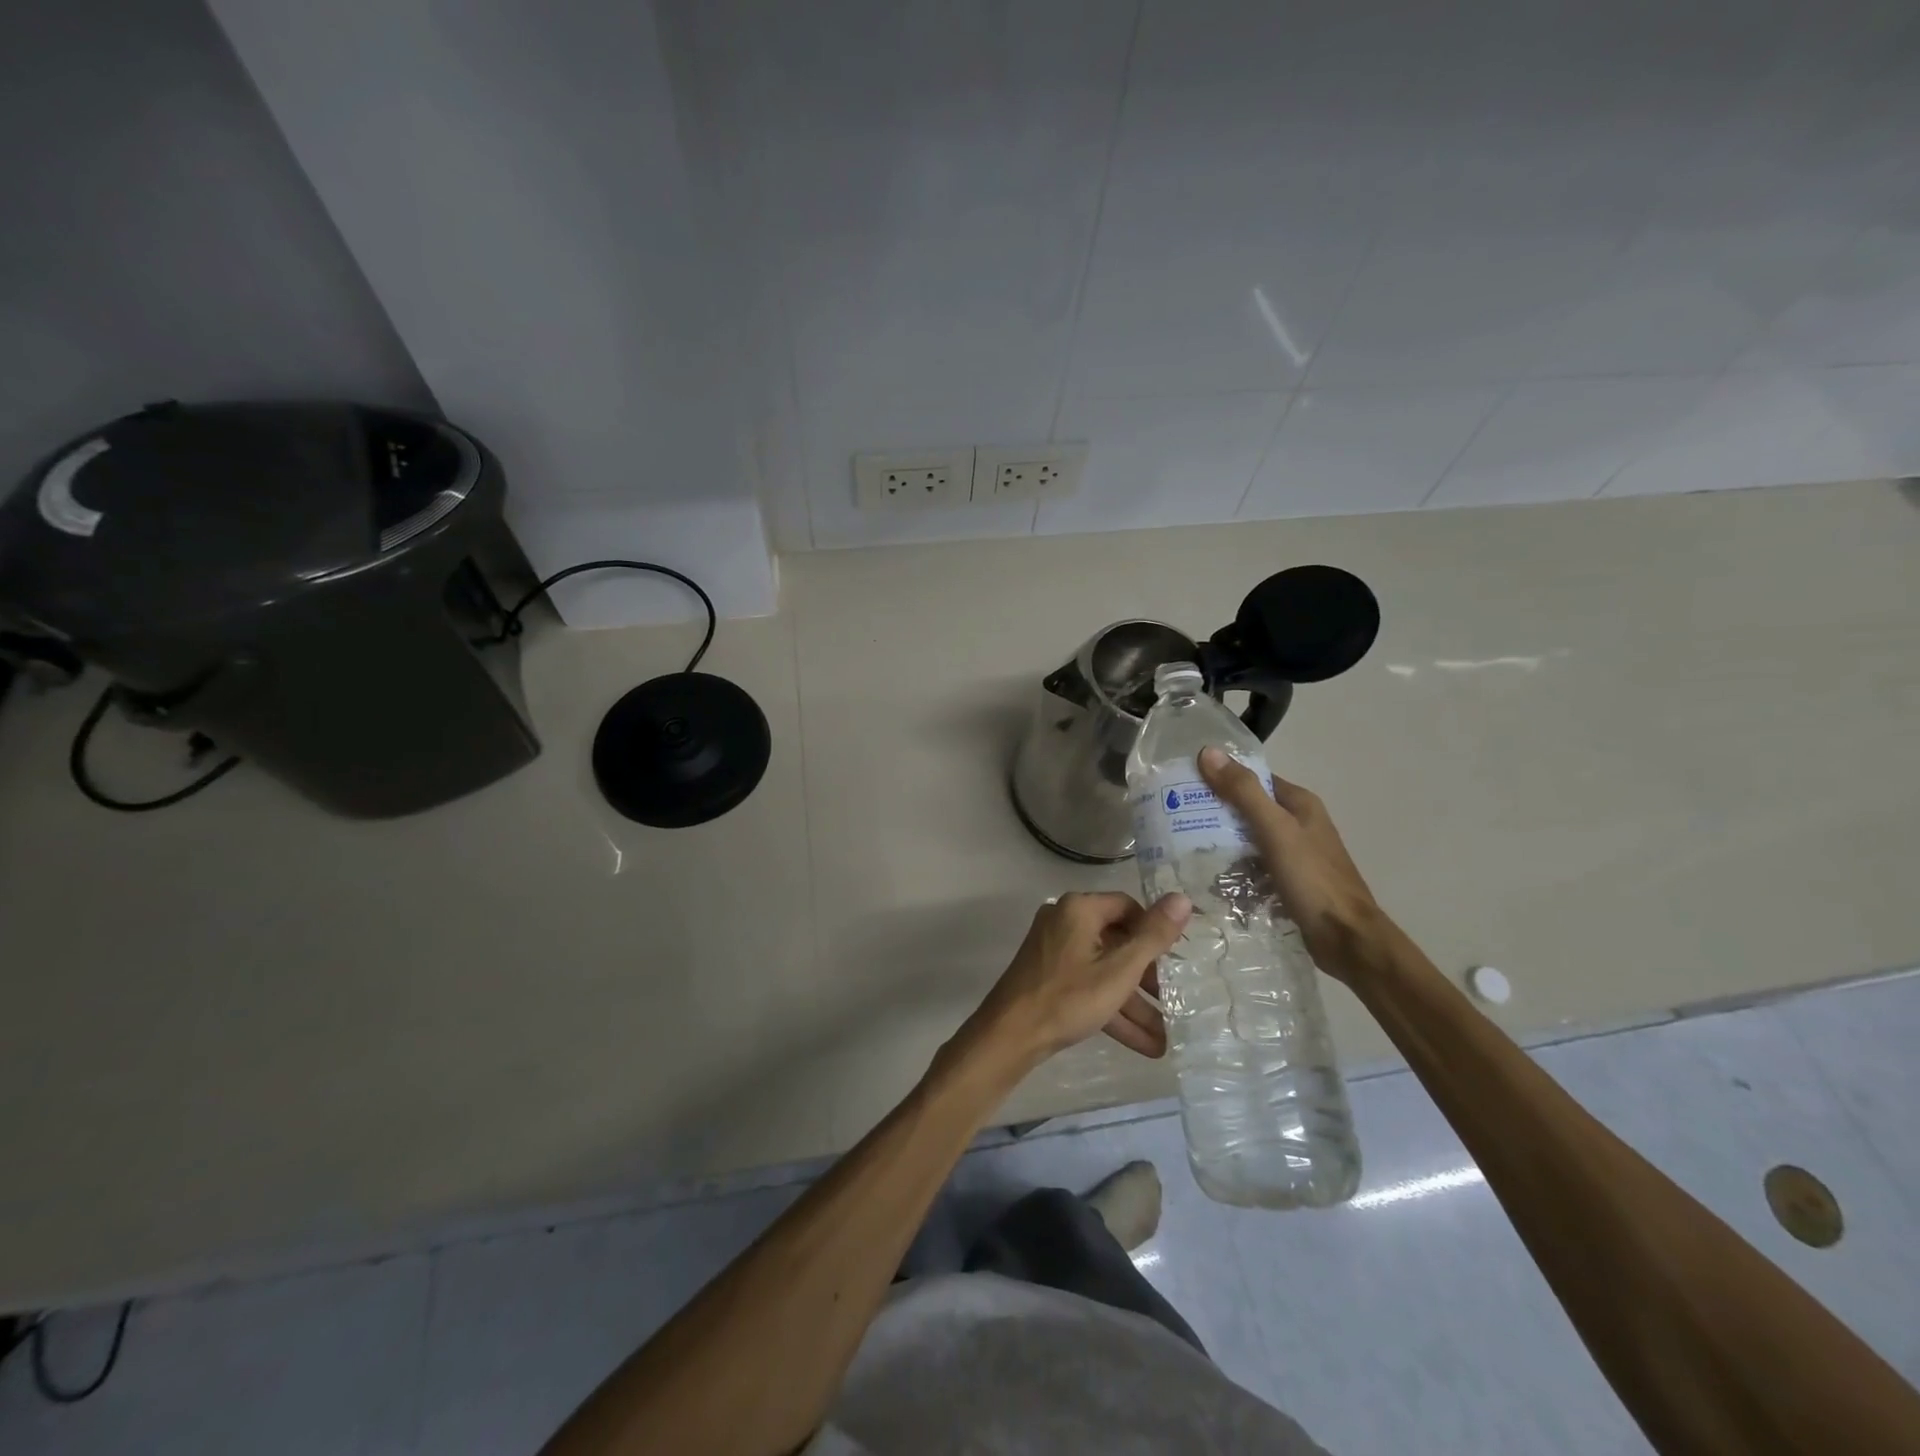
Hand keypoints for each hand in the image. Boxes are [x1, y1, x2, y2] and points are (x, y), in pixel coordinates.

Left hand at [961, 892, 1192, 1069]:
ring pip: (1105, 971)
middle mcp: (1064, 922)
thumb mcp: (1119, 969)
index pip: (1128, 907)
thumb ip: (1153, 936)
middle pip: (1117, 942)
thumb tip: (1182, 898)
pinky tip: (1145, 1044)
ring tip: (1167, 1037)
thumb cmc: (1068, 997)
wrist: (1009, 1036)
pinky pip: (1089, 987)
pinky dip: (1112, 1010)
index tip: (1176, 959)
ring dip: (1134, 1003)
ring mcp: (1054, 952)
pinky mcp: (1049, 978)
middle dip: (1148, 978)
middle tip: (1174, 1000)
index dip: (1155, 931)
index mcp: (1079, 909)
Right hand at [1197, 746, 1382, 981]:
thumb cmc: (1312, 879)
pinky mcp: (1290, 881)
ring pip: (1249, 840)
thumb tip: (1208, 752)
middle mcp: (1299, 823)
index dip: (1221, 778)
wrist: (1347, 939)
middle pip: (1249, 809)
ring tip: (1186, 850)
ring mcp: (1295, 854)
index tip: (1185, 786)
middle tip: (1178, 819)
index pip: (1253, 779)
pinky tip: (1212, 879)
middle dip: (1216, 814)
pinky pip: (1254, 867)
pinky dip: (1236, 870)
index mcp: (1299, 803)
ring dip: (1223, 844)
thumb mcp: (1274, 830)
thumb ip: (1243, 792)